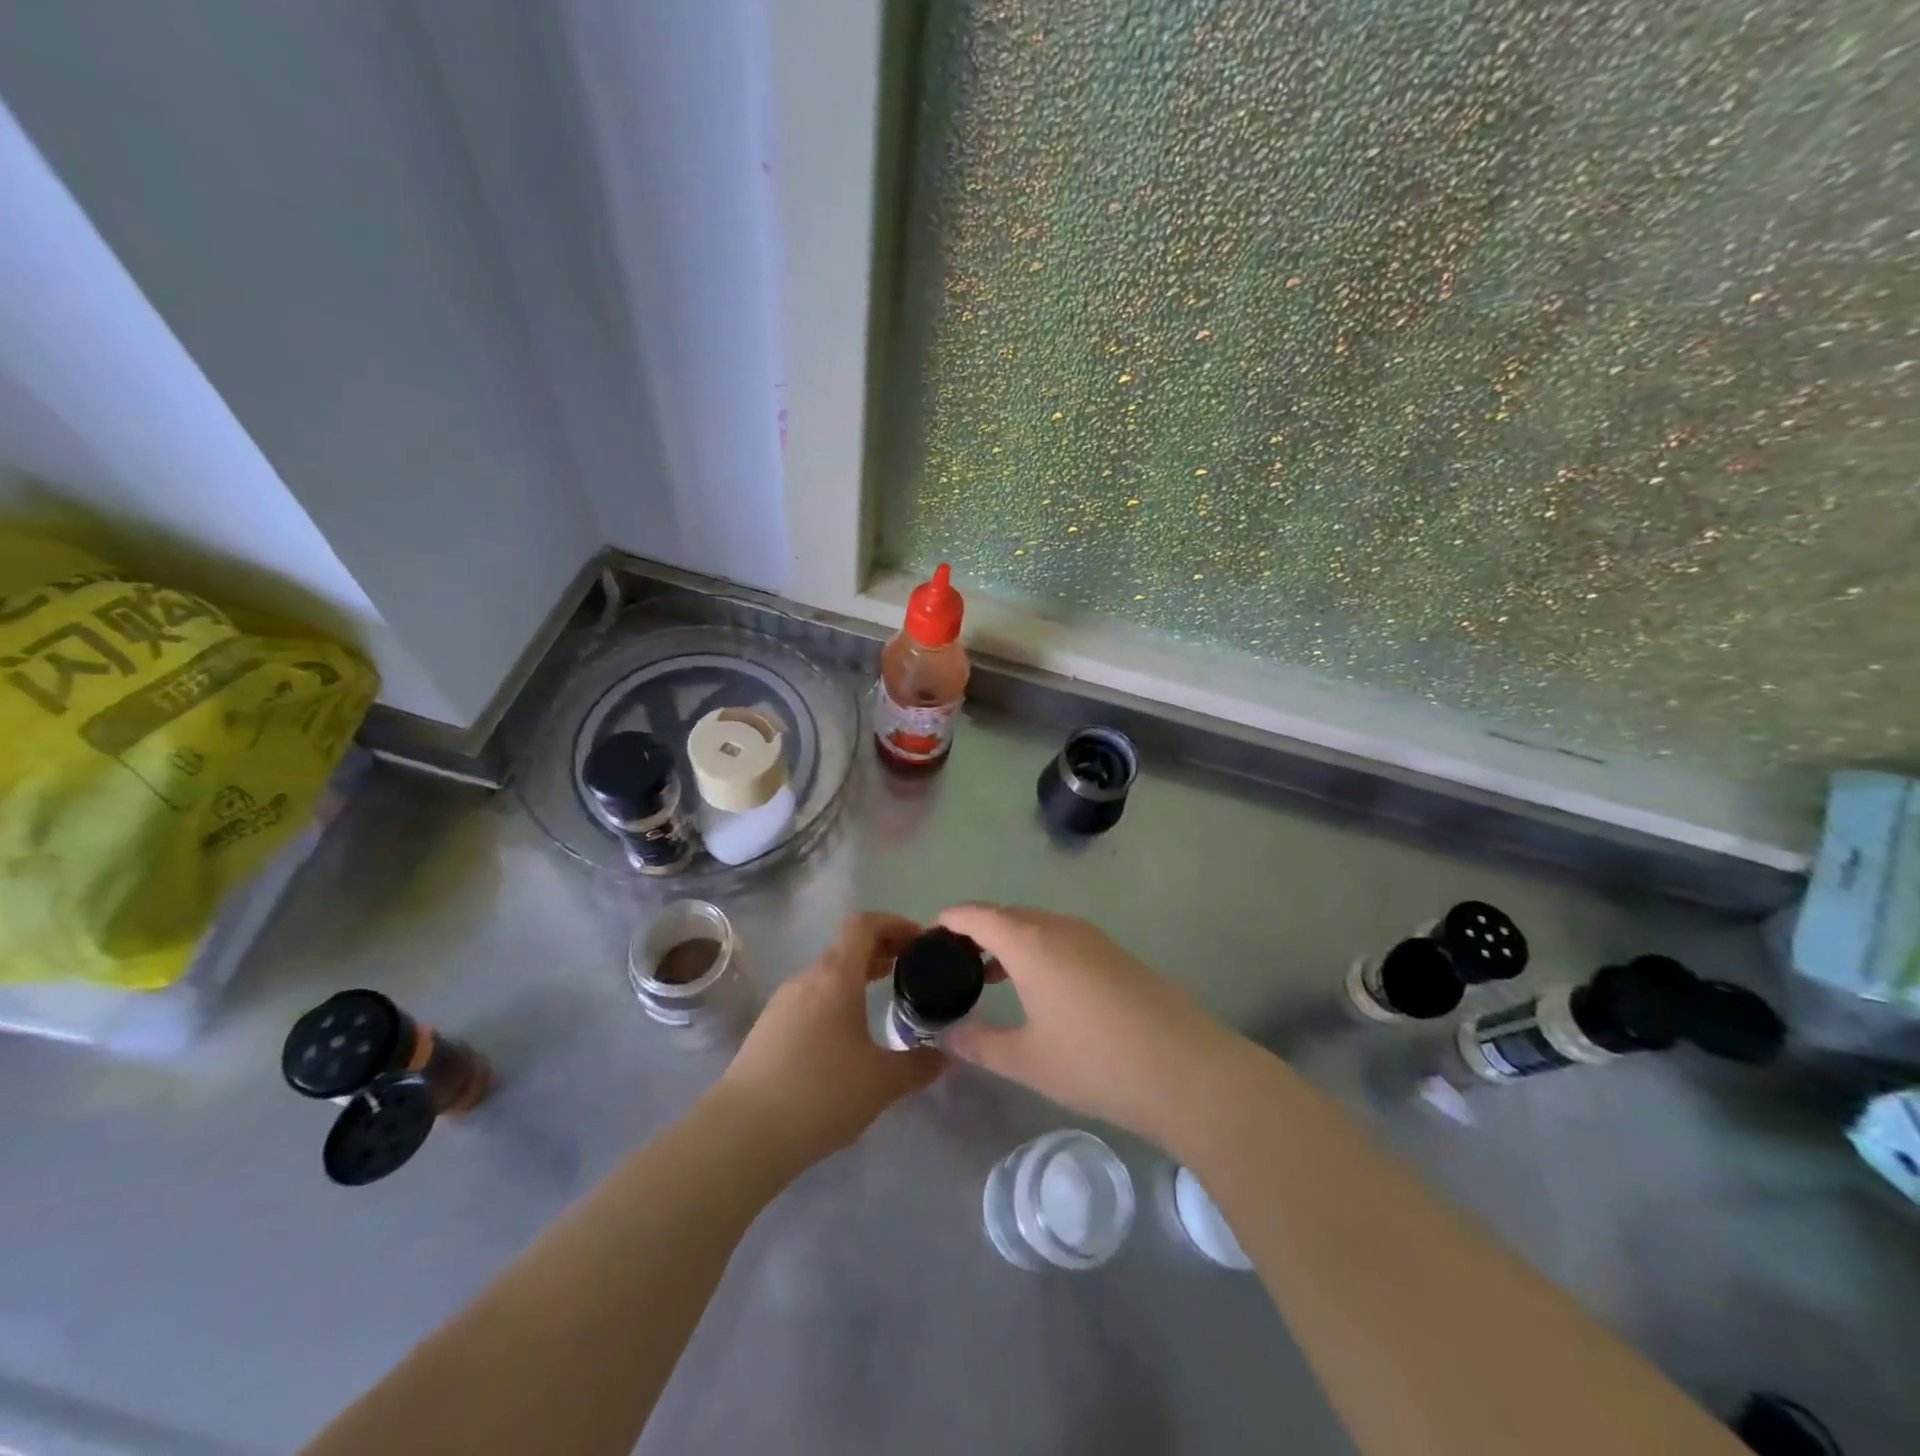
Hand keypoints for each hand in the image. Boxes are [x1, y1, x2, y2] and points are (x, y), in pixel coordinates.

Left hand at [716, 912, 943, 1169]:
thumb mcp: (882, 1082)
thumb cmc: (822, 1093)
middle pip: (846, 947)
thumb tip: (944, 1058)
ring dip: (856, 977)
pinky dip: (835, 999)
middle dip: (880, 951)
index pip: (864, 925)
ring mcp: (782, 1002)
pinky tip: (845, 1036)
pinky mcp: (767, 1028)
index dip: (894, 923)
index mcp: (836, 976)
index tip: (919, 941)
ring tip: (880, 999)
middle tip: (908, 970)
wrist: (743, 1133)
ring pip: (826, 974)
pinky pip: (809, 998)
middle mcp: (807, 979)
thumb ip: (919, 1066)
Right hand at [936, 904, 1246, 1145]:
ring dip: (1010, 941)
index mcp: (1031, 943)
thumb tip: (947, 1037)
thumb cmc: (1096, 1062)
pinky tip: (1040, 987)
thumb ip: (980, 1044)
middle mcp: (1060, 928)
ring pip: (1037, 925)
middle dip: (977, 931)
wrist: (1186, 1070)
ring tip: (990, 976)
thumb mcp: (1028, 1060)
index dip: (949, 919)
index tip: (928, 935)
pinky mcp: (1115, 953)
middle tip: (954, 962)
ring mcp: (1093, 937)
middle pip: (1008, 915)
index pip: (978, 915)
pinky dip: (1038, 949)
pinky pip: (1062, 937)